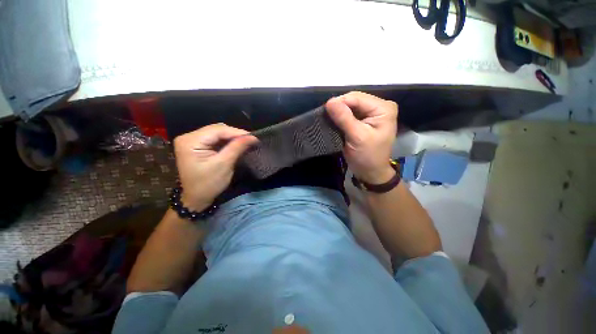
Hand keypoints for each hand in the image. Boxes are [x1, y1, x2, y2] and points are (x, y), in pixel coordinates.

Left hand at [173, 124, 257, 209]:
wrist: (196, 198)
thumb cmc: (209, 184)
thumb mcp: (224, 165)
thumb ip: (237, 147)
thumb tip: (252, 137)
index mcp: (190, 141)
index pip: (217, 130)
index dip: (237, 132)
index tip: (253, 137)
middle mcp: (188, 137)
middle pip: (216, 130)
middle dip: (235, 135)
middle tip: (251, 140)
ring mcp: (191, 141)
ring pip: (217, 133)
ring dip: (232, 138)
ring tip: (245, 142)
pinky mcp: (196, 146)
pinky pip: (214, 139)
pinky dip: (226, 142)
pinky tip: (236, 145)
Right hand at [326, 92, 397, 183]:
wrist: (370, 172)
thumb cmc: (367, 156)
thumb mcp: (356, 137)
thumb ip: (344, 118)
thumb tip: (329, 101)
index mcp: (383, 108)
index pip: (357, 98)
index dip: (340, 102)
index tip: (325, 112)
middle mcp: (379, 107)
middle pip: (354, 100)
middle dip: (339, 108)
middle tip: (326, 118)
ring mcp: (372, 113)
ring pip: (350, 106)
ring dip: (338, 113)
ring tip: (329, 120)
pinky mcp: (365, 120)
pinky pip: (349, 114)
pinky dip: (340, 118)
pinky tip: (334, 123)